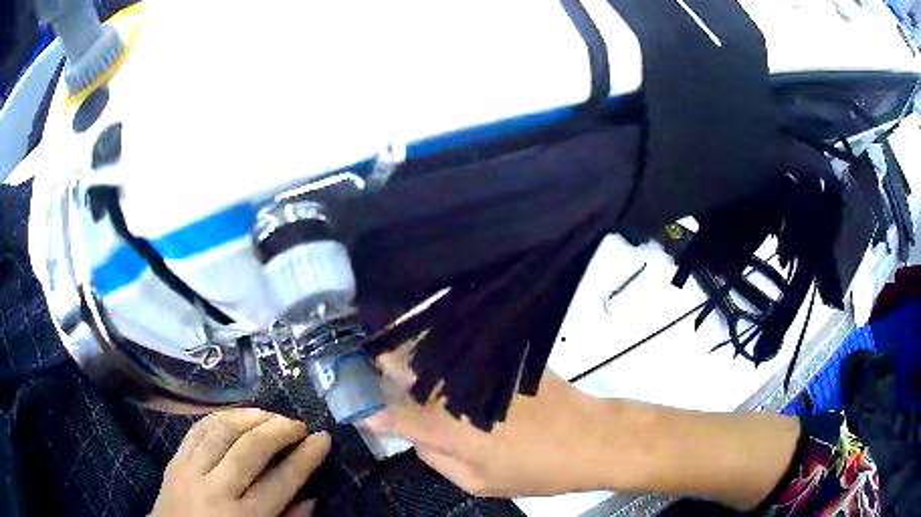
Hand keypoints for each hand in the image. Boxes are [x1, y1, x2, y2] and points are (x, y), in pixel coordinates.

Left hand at [151, 408, 330, 516]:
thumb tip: (311, 497)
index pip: (281, 481)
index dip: (305, 457)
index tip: (322, 438)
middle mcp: (217, 490)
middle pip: (250, 449)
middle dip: (278, 430)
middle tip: (298, 423)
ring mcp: (191, 471)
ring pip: (221, 431)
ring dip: (249, 417)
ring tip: (270, 414)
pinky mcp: (174, 461)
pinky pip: (196, 429)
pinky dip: (218, 417)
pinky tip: (235, 415)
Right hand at [362, 350, 633, 497]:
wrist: (591, 437)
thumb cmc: (536, 468)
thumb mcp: (479, 482)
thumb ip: (438, 459)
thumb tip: (417, 439)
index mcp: (442, 426)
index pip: (388, 411)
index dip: (365, 405)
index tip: (350, 399)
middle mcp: (452, 390)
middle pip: (399, 364)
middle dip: (376, 362)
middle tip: (363, 364)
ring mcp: (477, 367)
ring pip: (426, 348)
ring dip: (404, 347)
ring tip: (390, 349)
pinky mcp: (500, 355)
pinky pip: (459, 346)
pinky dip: (440, 346)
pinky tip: (438, 349)